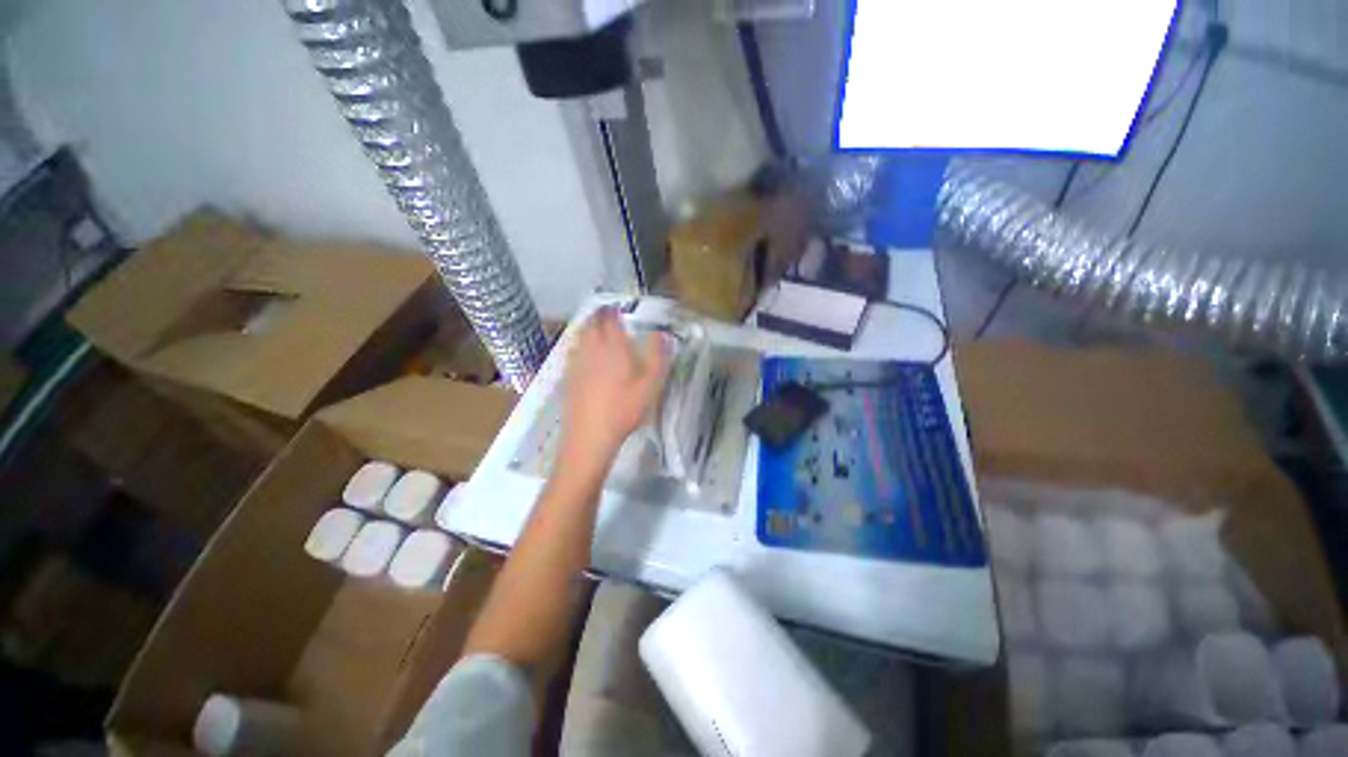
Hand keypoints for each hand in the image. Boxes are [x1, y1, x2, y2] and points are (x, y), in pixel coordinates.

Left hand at [560, 308, 666, 470]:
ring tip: (595, 329)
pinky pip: (573, 352)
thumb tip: (661, 333)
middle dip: (599, 316)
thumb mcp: (651, 384)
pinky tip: (583, 354)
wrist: (590, 435)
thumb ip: (657, 356)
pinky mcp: (568, 377)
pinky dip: (579, 345)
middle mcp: (591, 349)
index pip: (609, 319)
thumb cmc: (624, 408)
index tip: (618, 308)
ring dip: (587, 328)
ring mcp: (577, 363)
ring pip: (579, 337)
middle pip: (591, 324)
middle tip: (607, 315)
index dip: (613, 311)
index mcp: (612, 347)